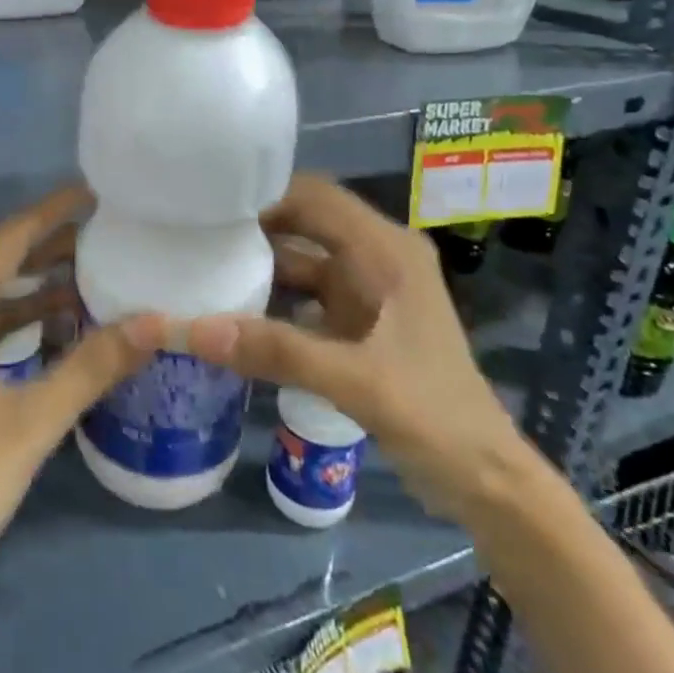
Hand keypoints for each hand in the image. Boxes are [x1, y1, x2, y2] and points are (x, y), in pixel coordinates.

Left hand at [0, 185, 163, 623]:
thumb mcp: (29, 426)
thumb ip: (90, 368)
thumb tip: (156, 320)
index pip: (5, 244)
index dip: (49, 213)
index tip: (93, 193)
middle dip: (50, 250)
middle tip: (109, 236)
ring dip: (39, 293)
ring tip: (97, 279)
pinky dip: (24, 331)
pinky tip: (63, 338)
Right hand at [186, 173, 531, 524]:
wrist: (482, 477)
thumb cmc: (433, 415)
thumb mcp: (354, 381)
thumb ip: (274, 351)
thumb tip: (191, 329)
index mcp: (386, 251)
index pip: (315, 197)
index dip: (264, 194)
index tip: (209, 207)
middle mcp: (376, 257)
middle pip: (303, 222)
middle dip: (252, 226)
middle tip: (193, 233)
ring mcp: (366, 289)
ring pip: (300, 259)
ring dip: (257, 264)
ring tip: (200, 265)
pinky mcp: (356, 319)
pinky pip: (303, 293)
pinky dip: (270, 298)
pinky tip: (230, 310)